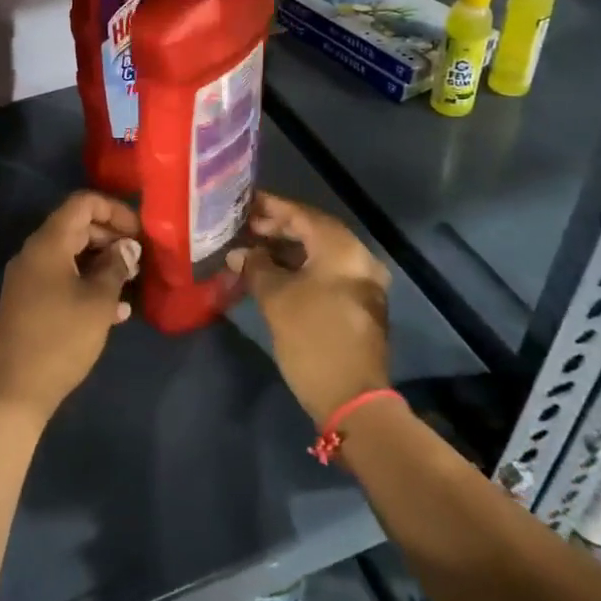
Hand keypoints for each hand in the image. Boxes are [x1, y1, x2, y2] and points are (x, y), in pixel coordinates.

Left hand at [0, 191, 141, 426]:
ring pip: (71, 255)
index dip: (115, 210)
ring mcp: (29, 278)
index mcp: (48, 243)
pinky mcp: (29, 302)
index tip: (140, 232)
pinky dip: (87, 284)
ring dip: (102, 263)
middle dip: (111, 238)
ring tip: (131, 282)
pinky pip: (62, 279)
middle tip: (139, 260)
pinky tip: (115, 310)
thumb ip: (116, 268)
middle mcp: (34, 253)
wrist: (14, 390)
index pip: (82, 203)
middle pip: (77, 227)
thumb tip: (127, 248)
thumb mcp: (98, 302)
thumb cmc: (61, 339)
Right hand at [226, 191, 392, 426]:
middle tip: (244, 228)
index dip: (270, 207)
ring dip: (288, 250)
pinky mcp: (359, 304)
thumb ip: (255, 266)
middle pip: (313, 231)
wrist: (353, 399)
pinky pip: (327, 272)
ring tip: (253, 250)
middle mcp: (358, 258)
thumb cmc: (312, 338)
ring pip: (320, 253)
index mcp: (341, 249)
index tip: (243, 201)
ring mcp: (362, 282)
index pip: (301, 214)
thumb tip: (238, 253)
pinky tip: (274, 274)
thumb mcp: (276, 298)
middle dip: (278, 228)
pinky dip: (301, 268)